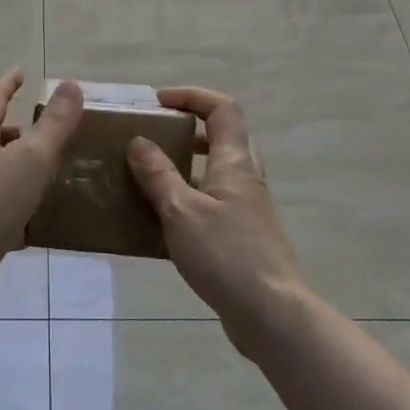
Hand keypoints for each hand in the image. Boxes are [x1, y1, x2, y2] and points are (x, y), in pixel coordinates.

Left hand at [0, 70, 83, 307]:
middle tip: (43, 128)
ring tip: (45, 169)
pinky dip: (14, 197)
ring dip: (14, 163)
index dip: (8, 84)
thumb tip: (71, 85)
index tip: (21, 72)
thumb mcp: (32, 158)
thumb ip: (55, 124)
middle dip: (14, 127)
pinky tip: (35, 212)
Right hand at [127, 87, 307, 355]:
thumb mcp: (181, 211)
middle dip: (187, 127)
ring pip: (216, 170)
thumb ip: (158, 174)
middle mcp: (245, 178)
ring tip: (149, 174)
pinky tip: (161, 219)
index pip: (222, 109)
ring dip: (185, 163)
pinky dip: (187, 197)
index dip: (192, 96)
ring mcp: (247, 208)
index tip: (158, 102)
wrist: (270, 314)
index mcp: (234, 163)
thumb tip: (138, 140)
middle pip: (223, 136)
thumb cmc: (226, 255)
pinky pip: (212, 201)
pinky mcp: (242, 235)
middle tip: (153, 136)